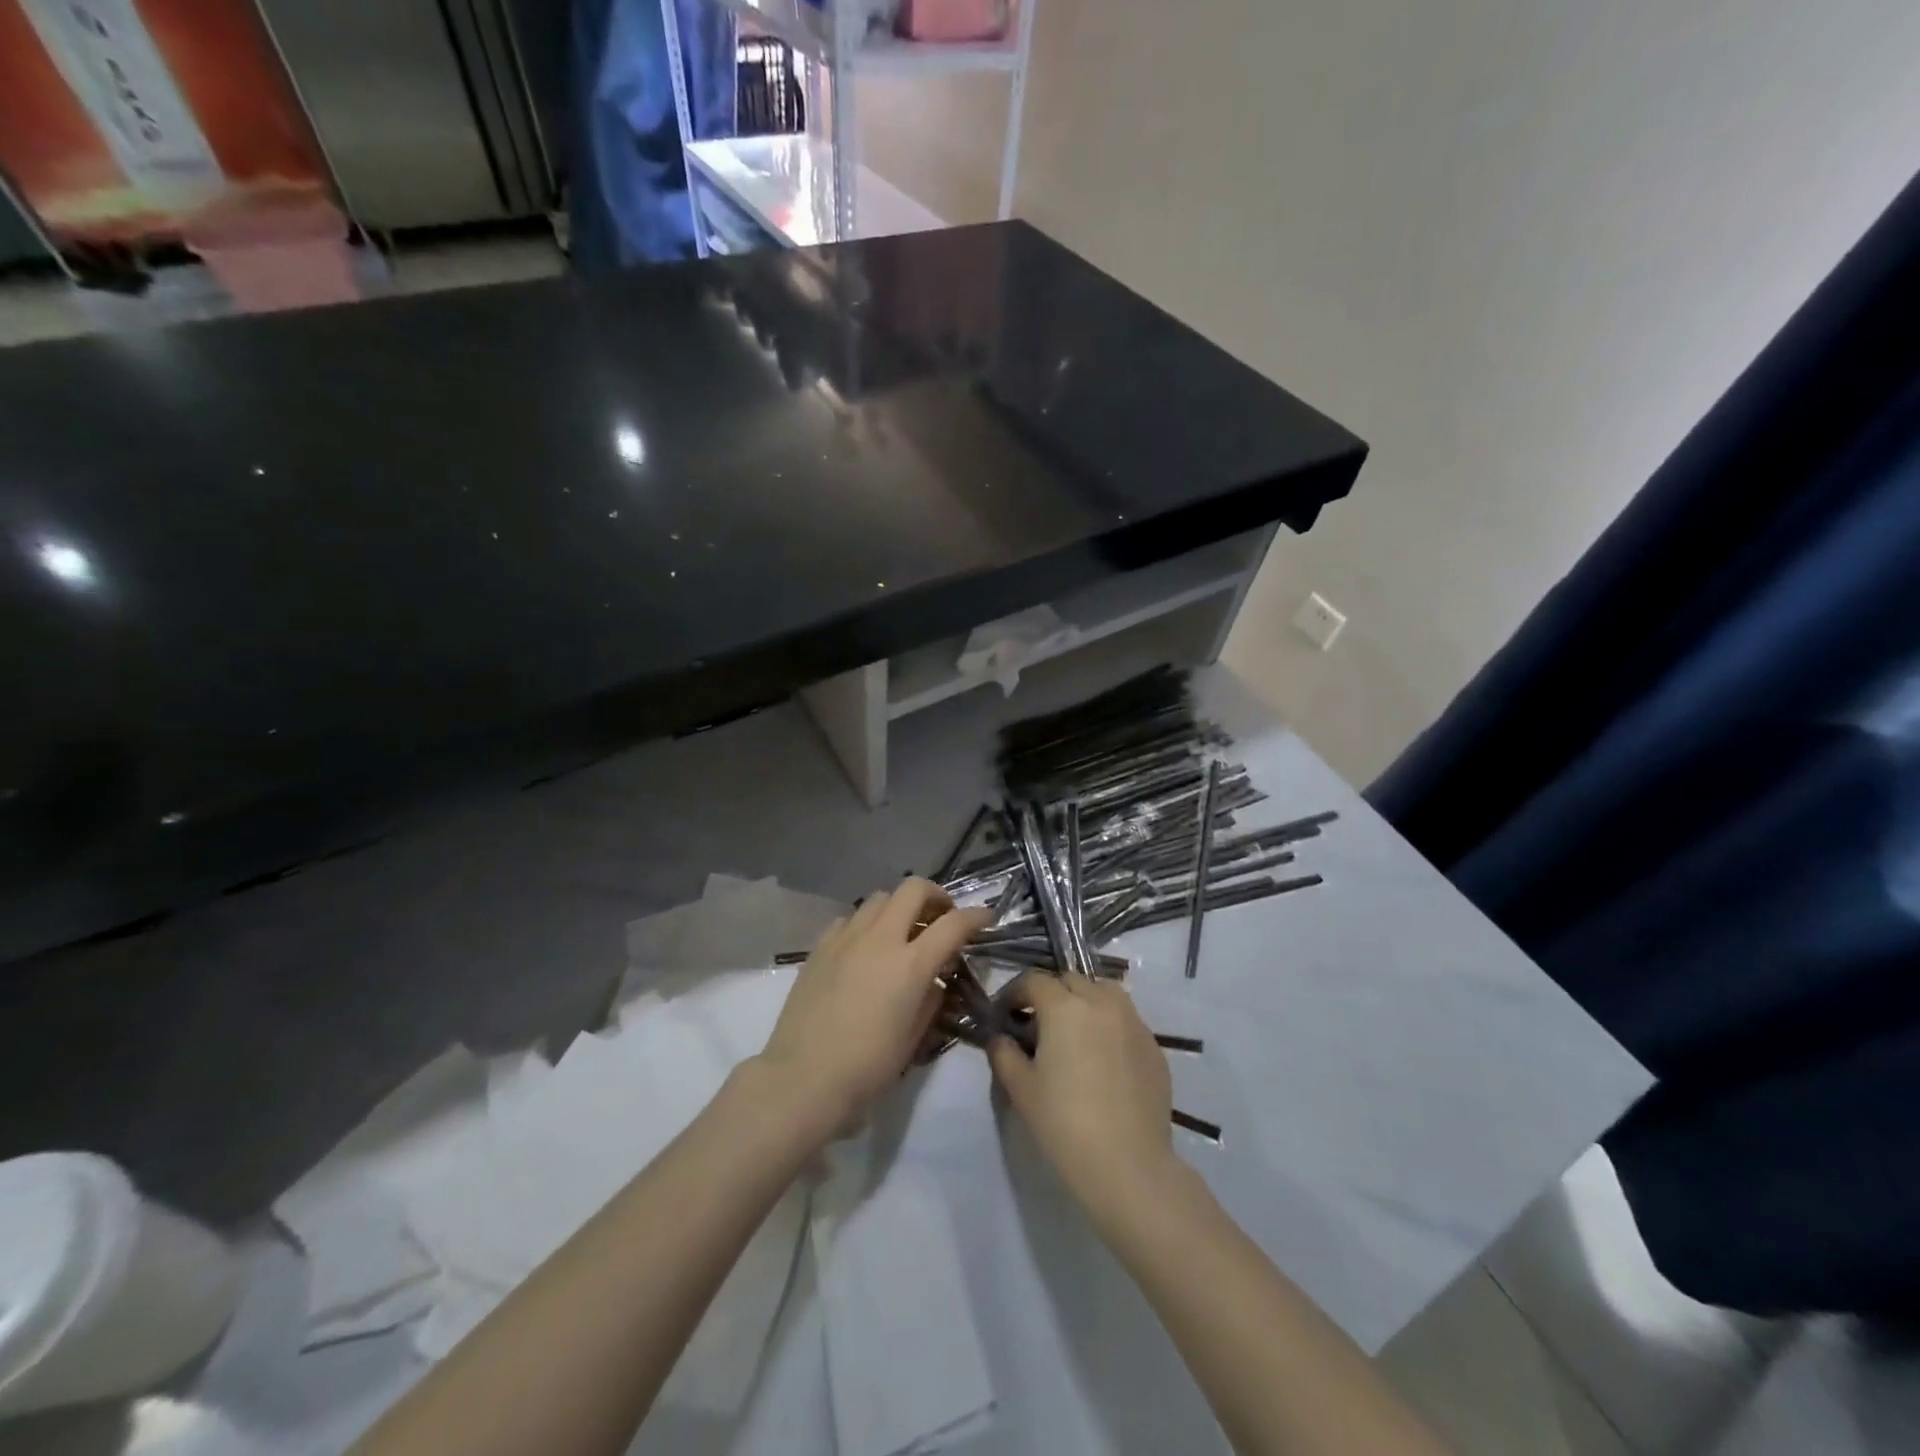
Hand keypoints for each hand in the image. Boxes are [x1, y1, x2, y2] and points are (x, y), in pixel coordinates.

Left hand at [757, 878, 989, 1131]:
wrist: (803, 1077)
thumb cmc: (867, 1067)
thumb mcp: (914, 1038)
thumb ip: (931, 999)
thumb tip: (934, 980)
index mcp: (911, 964)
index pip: (954, 924)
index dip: (976, 916)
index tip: (986, 918)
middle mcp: (881, 939)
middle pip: (914, 889)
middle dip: (936, 896)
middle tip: (942, 917)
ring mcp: (847, 938)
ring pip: (880, 898)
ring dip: (899, 907)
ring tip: (902, 932)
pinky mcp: (821, 946)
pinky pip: (850, 918)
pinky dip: (866, 924)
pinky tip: (865, 948)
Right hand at [988, 974, 1175, 1211]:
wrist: (1128, 1164)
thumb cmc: (1064, 1123)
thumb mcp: (1021, 1089)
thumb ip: (1004, 1054)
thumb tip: (999, 1037)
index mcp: (1064, 1006)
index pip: (1033, 981)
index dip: (1015, 993)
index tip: (1005, 1014)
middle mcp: (1101, 1002)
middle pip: (1070, 980)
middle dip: (1050, 994)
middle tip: (1038, 1025)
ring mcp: (1133, 1021)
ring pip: (1104, 992)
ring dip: (1084, 1001)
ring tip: (1075, 1033)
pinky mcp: (1154, 1045)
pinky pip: (1126, 1020)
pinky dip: (1110, 1025)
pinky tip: (1103, 1058)